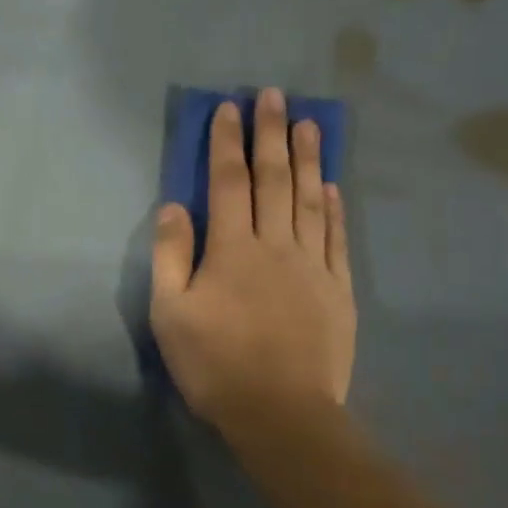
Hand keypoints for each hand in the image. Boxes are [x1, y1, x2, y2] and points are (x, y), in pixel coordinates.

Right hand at [150, 88, 355, 426]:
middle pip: (274, 180)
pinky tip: (331, 186)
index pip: (228, 183)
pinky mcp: (337, 290)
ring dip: (308, 159)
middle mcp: (276, 245)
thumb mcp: (170, 313)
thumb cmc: (214, 364)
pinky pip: (335, 238)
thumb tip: (173, 207)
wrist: (280, 412)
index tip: (228, 108)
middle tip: (275, 95)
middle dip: (271, 134)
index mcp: (231, 249)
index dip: (226, 143)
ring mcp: (312, 266)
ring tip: (310, 123)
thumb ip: (171, 257)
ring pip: (309, 200)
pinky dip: (333, 208)